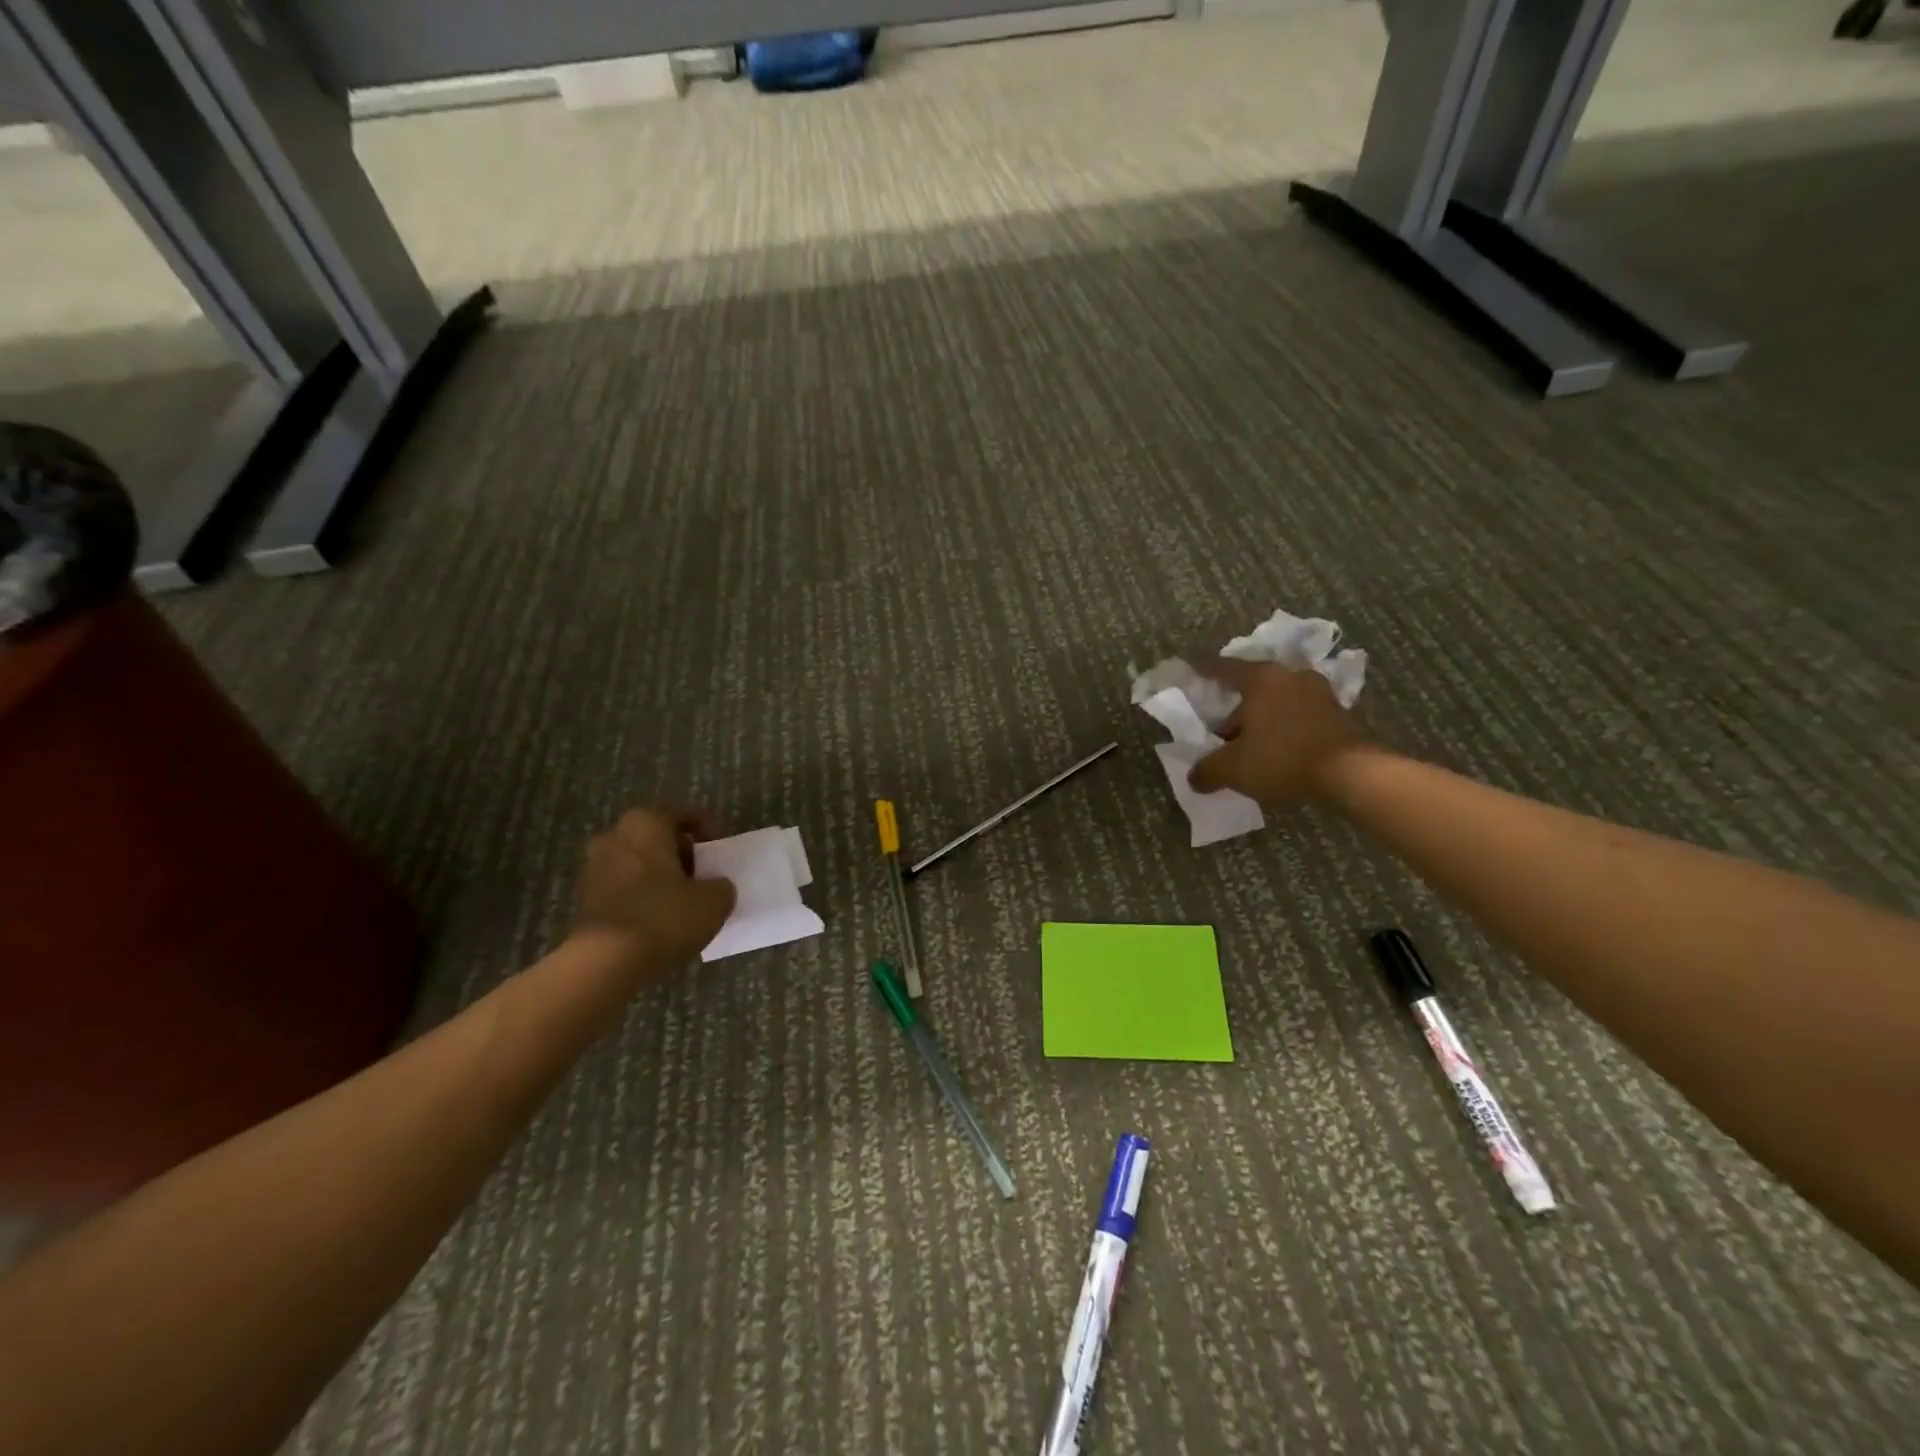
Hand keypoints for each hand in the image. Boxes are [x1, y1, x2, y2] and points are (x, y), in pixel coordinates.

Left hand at [572, 807, 735, 980]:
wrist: (604, 962)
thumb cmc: (664, 917)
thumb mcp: (715, 900)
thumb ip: (721, 886)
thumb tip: (715, 887)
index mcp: (646, 823)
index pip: (683, 814)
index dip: (707, 830)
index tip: (718, 853)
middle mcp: (614, 836)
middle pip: (656, 837)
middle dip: (679, 853)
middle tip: (701, 876)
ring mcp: (593, 866)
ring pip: (636, 861)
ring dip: (657, 875)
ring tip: (680, 901)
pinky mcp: (583, 897)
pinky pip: (621, 886)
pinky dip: (639, 895)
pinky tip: (657, 918)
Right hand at [1186, 659, 1361, 806]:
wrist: (1351, 774)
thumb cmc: (1282, 759)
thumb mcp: (1232, 769)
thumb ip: (1207, 770)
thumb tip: (1194, 778)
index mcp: (1261, 679)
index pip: (1224, 668)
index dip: (1204, 670)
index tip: (1191, 669)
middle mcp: (1291, 676)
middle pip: (1254, 686)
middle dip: (1237, 707)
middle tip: (1222, 730)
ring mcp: (1320, 693)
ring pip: (1280, 701)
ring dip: (1265, 718)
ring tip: (1253, 743)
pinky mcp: (1341, 714)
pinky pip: (1302, 716)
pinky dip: (1288, 727)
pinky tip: (1281, 749)